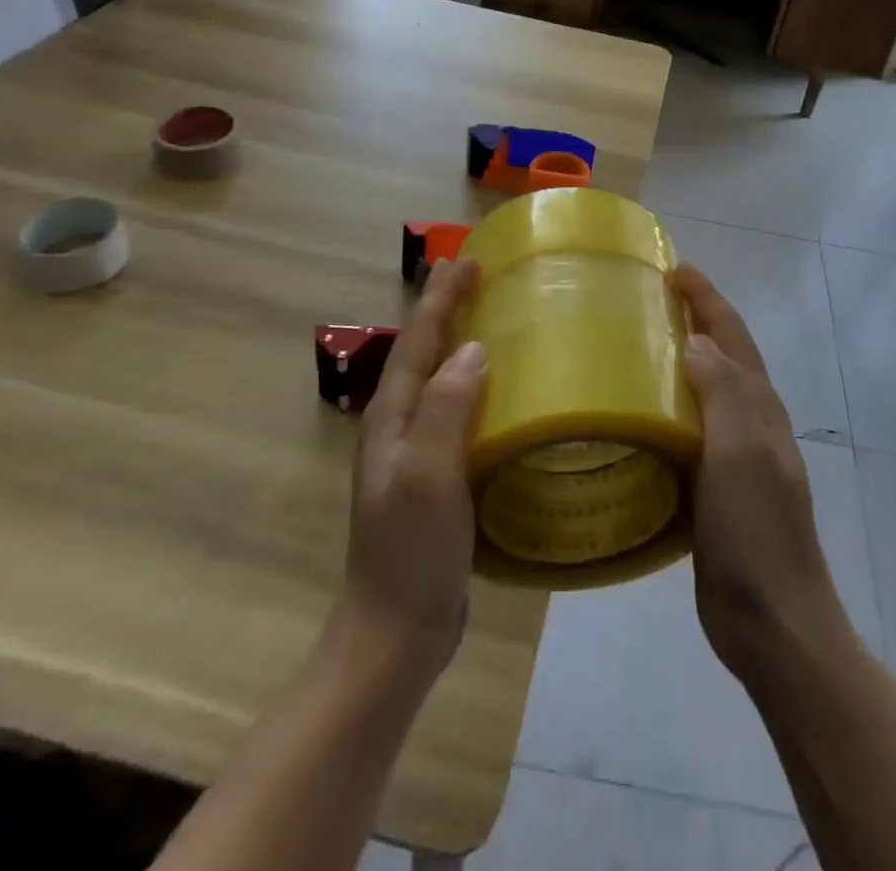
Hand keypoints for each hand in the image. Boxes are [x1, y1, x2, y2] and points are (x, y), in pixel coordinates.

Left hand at [334, 259, 486, 683]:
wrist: (395, 634)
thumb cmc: (411, 552)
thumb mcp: (429, 475)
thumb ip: (448, 409)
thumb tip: (474, 349)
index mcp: (393, 417)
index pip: (420, 340)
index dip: (442, 299)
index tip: (467, 261)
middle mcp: (400, 426)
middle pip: (425, 352)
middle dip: (447, 310)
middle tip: (477, 275)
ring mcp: (417, 453)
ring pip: (441, 380)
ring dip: (460, 342)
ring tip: (493, 318)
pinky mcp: (438, 477)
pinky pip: (458, 412)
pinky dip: (477, 385)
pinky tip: (502, 391)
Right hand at [674, 265, 845, 681]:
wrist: (772, 621)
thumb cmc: (756, 530)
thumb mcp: (741, 453)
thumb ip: (723, 393)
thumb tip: (697, 341)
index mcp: (759, 406)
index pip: (732, 335)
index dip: (708, 299)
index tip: (675, 268)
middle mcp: (750, 422)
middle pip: (722, 356)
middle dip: (695, 320)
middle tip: (648, 299)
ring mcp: (734, 456)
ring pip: (705, 391)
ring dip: (679, 361)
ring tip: (634, 346)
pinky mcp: (713, 487)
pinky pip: (689, 430)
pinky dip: (668, 408)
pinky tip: (637, 415)